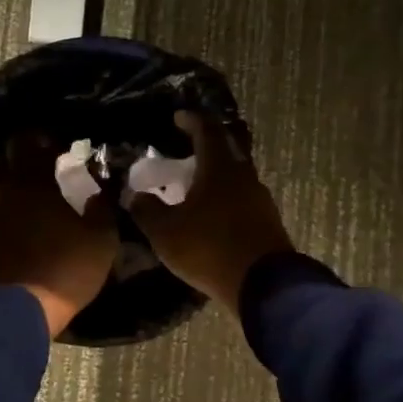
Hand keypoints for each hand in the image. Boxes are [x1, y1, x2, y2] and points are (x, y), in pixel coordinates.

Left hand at [0, 134, 119, 338]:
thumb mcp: (101, 237)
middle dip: (18, 156)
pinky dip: (3, 207)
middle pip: (0, 158)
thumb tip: (101, 184)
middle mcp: (5, 189)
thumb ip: (101, 204)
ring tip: (29, 193)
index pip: (27, 140)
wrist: (21, 308)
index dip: (41, 138)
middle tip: (40, 166)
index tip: (59, 147)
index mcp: (33, 180)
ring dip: (8, 181)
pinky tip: (20, 219)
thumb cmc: (67, 267)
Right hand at [127, 111, 293, 305]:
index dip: (191, 121)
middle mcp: (245, 176)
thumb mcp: (166, 232)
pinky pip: (242, 200)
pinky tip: (212, 214)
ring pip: (236, 176)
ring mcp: (260, 199)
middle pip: (227, 149)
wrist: (264, 285)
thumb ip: (147, 210)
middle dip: (207, 146)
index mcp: (220, 167)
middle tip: (186, 150)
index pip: (207, 131)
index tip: (178, 117)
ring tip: (195, 186)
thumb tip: (134, 196)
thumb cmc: (209, 248)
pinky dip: (226, 198)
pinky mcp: (268, 222)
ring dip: (217, 175)